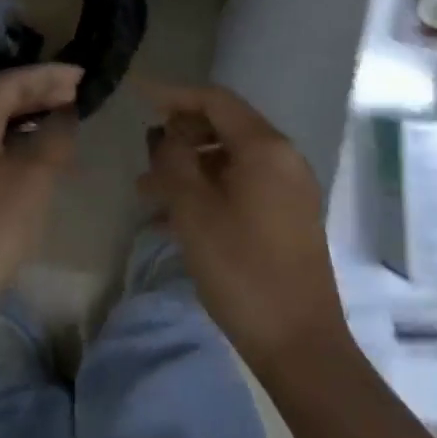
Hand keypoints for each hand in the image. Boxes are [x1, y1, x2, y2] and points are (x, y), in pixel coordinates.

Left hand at [0, 63, 81, 334]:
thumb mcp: (32, 179)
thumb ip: (53, 140)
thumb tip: (65, 115)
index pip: (9, 83)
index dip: (46, 75)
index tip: (80, 76)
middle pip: (1, 102)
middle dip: (40, 93)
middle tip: (77, 94)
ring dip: (33, 118)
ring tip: (66, 121)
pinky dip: (23, 144)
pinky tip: (44, 158)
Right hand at [139, 84, 349, 371]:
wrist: (299, 342)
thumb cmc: (241, 270)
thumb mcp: (194, 211)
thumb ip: (175, 161)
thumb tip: (167, 134)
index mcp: (266, 148)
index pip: (216, 100)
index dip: (174, 95)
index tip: (138, 96)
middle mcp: (284, 158)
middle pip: (224, 128)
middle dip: (179, 137)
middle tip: (143, 156)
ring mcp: (290, 189)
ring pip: (230, 161)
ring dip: (189, 168)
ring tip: (147, 192)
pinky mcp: (288, 216)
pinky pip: (242, 186)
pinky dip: (208, 190)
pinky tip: (175, 218)